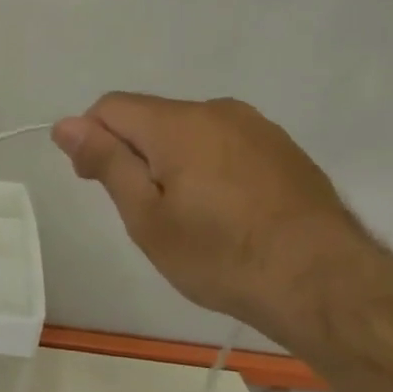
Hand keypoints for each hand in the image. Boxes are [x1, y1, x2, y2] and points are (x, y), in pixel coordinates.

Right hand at [52, 93, 378, 333]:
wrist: (326, 284)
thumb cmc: (221, 255)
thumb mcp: (147, 217)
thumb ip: (106, 161)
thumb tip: (66, 123)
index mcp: (178, 123)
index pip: (110, 107)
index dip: (91, 139)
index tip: (98, 184)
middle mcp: (217, 110)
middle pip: (151, 117)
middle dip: (134, 152)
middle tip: (144, 211)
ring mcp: (257, 127)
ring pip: (190, 131)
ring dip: (172, 160)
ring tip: (188, 216)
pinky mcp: (284, 148)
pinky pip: (225, 144)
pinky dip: (209, 166)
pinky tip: (226, 212)